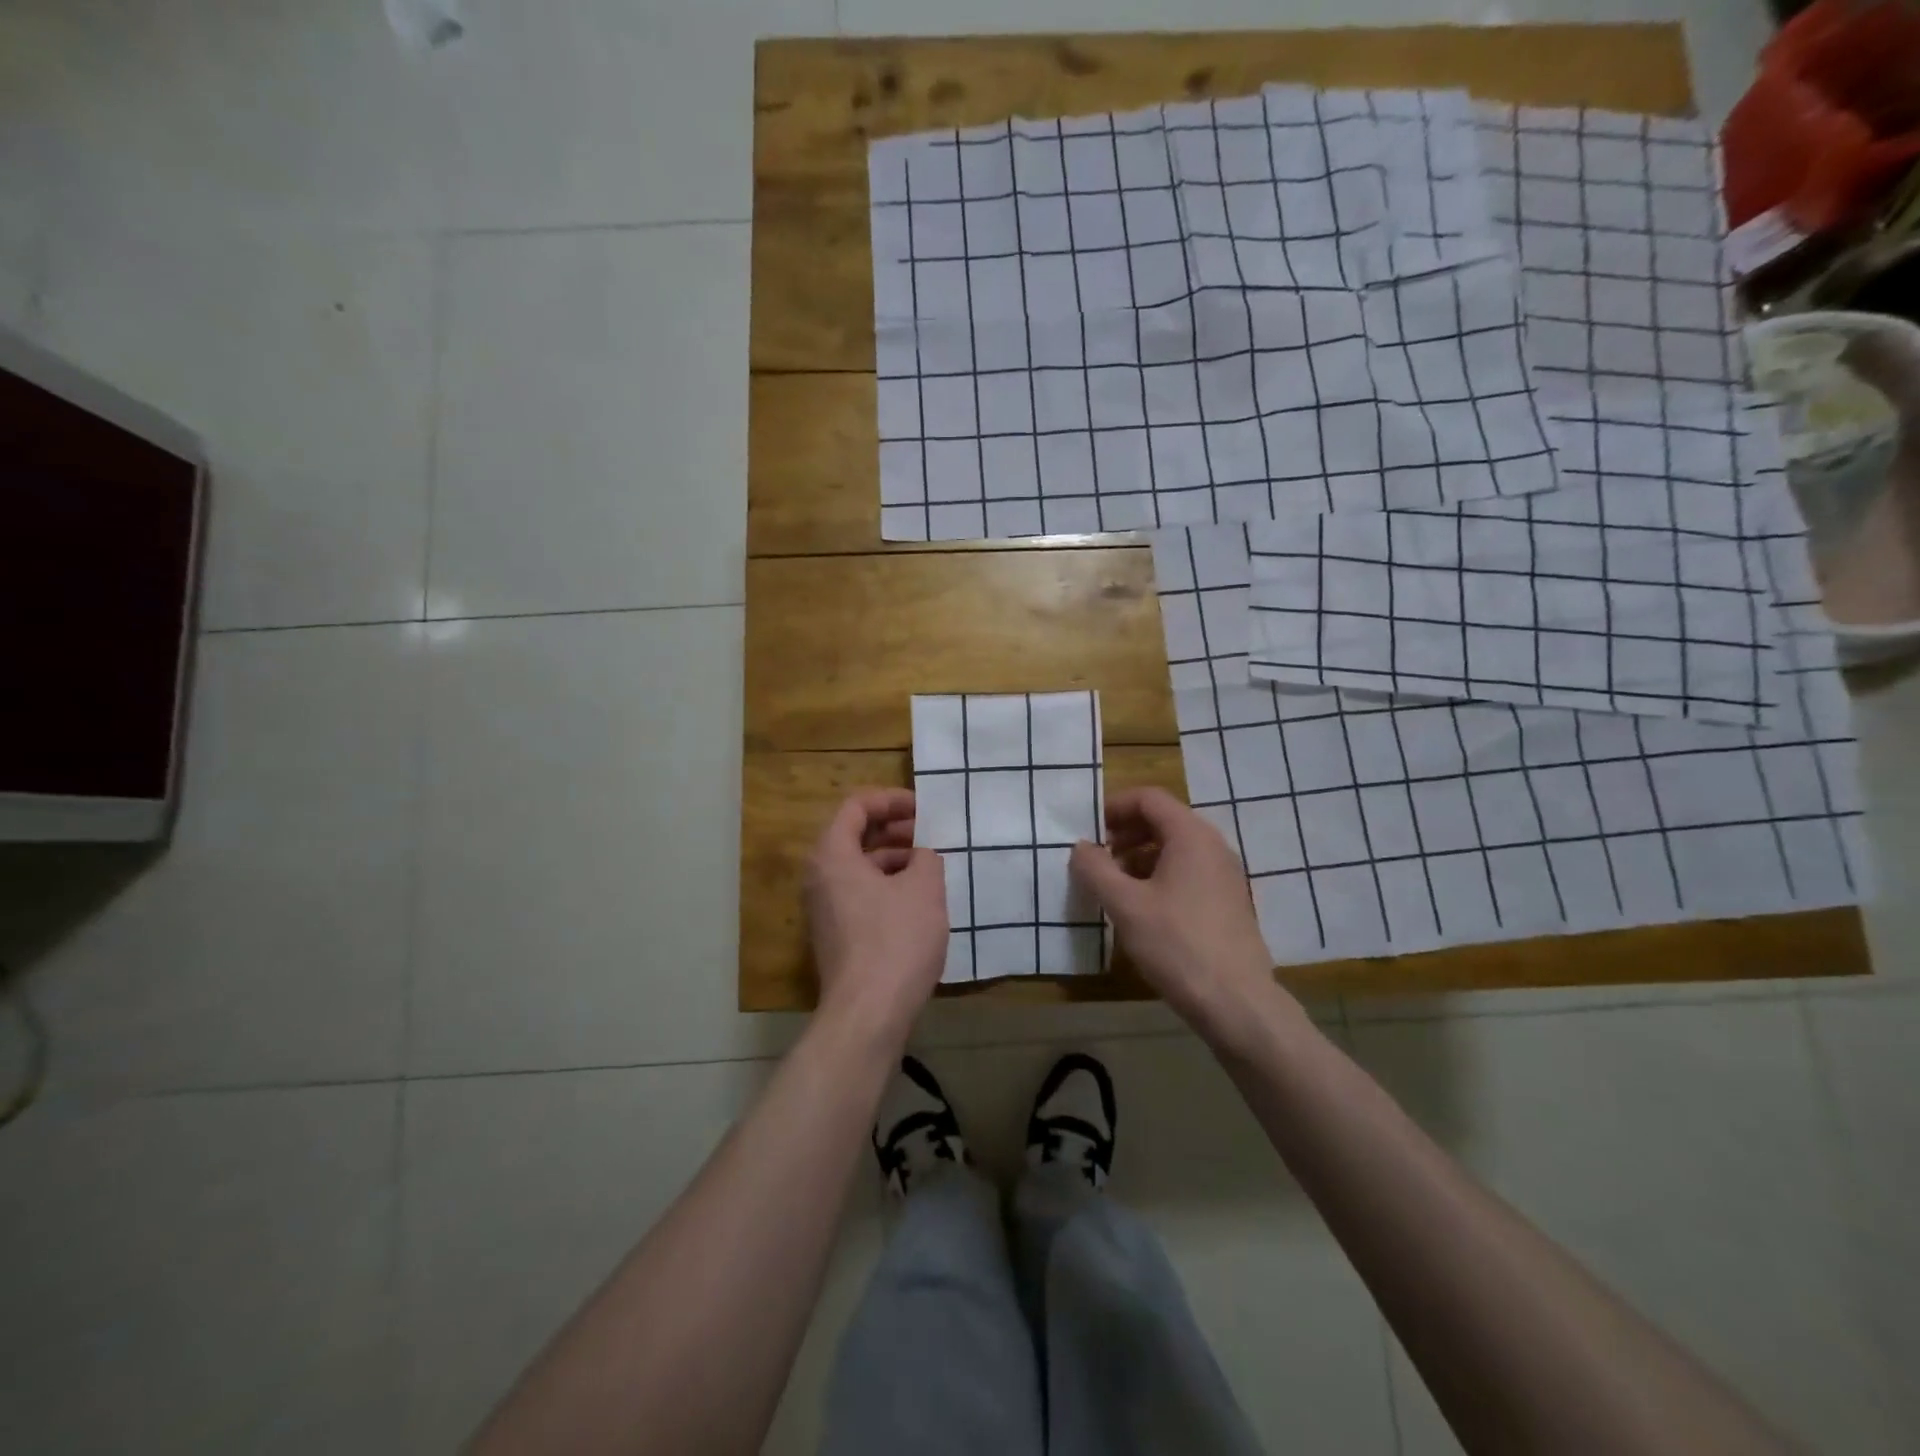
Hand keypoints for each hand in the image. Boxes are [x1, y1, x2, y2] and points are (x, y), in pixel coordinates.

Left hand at [804, 788, 948, 1035]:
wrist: (868, 1013)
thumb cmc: (896, 940)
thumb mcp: (924, 888)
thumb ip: (926, 857)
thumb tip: (921, 856)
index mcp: (833, 855)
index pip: (856, 806)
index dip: (891, 800)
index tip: (924, 808)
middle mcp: (819, 877)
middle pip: (855, 836)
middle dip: (894, 830)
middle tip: (930, 835)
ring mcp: (824, 909)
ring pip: (859, 868)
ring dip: (894, 860)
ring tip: (930, 867)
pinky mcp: (836, 935)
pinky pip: (860, 894)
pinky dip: (887, 886)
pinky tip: (918, 901)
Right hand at [1070, 787, 1281, 1031]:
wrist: (1237, 1003)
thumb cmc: (1177, 945)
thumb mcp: (1125, 905)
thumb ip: (1095, 869)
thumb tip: (1080, 847)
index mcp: (1191, 835)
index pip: (1149, 798)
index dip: (1114, 807)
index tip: (1088, 831)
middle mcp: (1213, 846)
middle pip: (1163, 820)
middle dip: (1125, 833)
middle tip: (1097, 858)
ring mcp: (1225, 875)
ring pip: (1176, 848)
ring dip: (1140, 856)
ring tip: (1114, 885)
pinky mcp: (1228, 901)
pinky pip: (1189, 872)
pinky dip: (1160, 876)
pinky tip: (1142, 908)